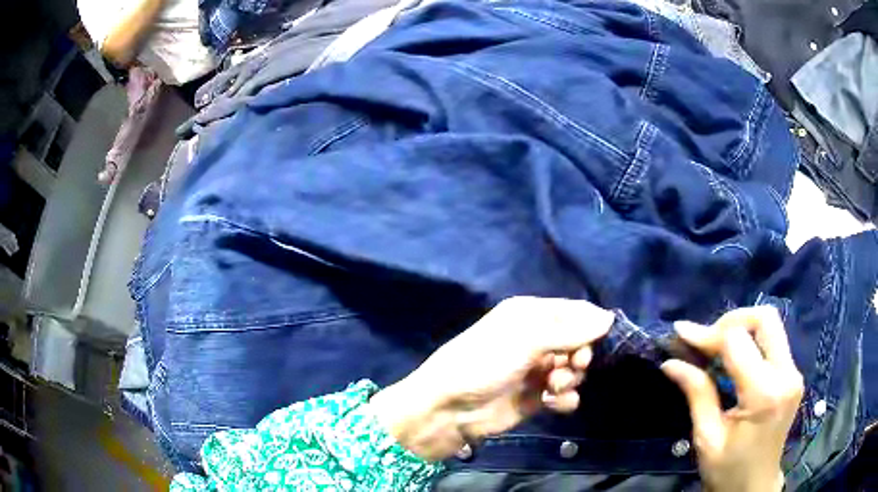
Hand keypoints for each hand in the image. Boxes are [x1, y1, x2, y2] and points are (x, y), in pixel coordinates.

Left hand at [369, 296, 613, 460]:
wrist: (451, 408)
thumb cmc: (485, 363)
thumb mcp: (526, 340)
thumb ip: (570, 331)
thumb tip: (608, 318)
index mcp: (532, 315)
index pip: (576, 312)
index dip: (594, 324)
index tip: (605, 339)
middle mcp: (538, 339)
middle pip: (581, 342)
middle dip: (581, 355)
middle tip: (572, 366)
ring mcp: (538, 370)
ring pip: (575, 370)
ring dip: (570, 379)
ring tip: (552, 387)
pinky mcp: (538, 397)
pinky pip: (565, 395)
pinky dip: (564, 399)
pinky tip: (551, 404)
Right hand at [661, 306, 803, 491]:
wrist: (754, 488)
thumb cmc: (728, 471)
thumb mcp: (707, 438)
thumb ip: (697, 393)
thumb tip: (671, 362)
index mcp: (764, 394)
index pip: (738, 341)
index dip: (708, 334)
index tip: (681, 334)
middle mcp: (786, 375)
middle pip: (764, 319)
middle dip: (731, 320)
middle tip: (706, 341)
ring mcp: (794, 373)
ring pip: (770, 325)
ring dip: (741, 328)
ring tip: (716, 349)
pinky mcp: (793, 375)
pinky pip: (773, 342)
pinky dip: (751, 341)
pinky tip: (733, 360)